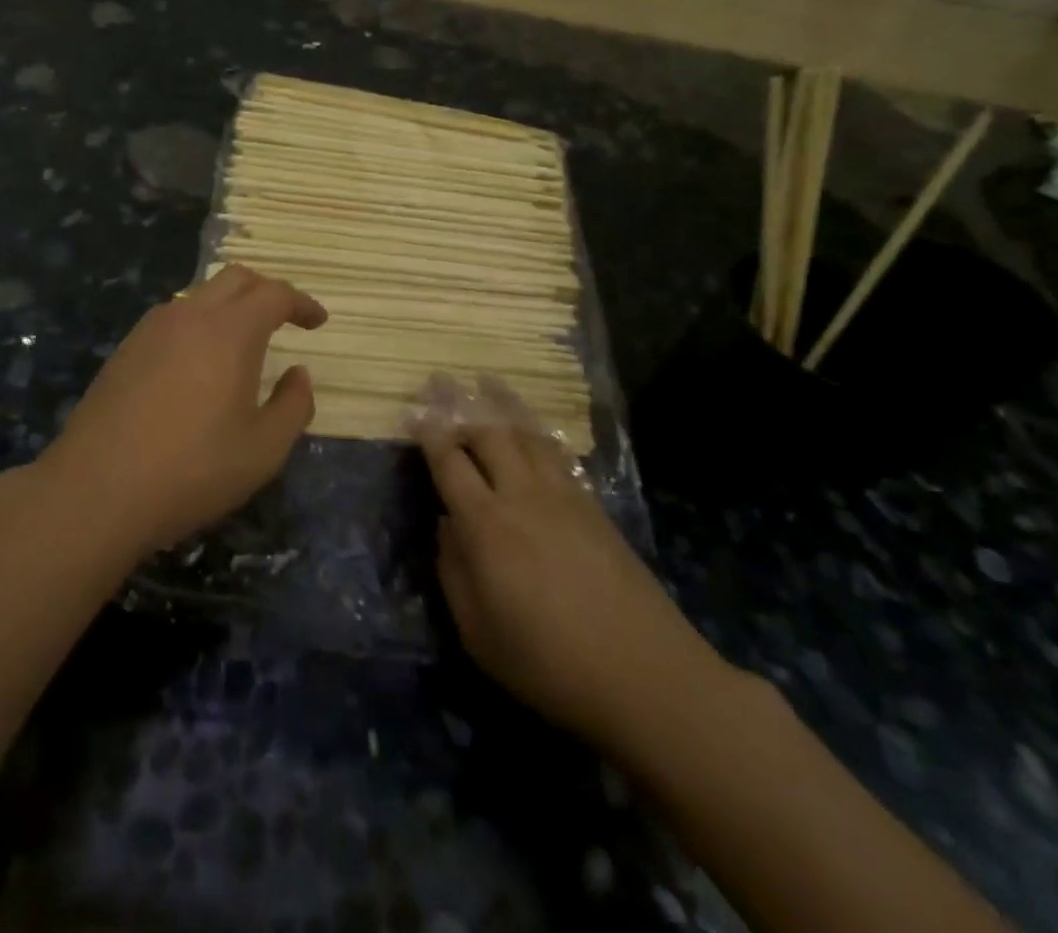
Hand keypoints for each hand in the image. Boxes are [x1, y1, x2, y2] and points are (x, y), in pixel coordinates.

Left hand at [40, 265, 327, 555]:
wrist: (96, 490)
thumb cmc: (191, 471)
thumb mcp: (263, 451)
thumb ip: (293, 407)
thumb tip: (300, 374)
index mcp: (230, 331)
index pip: (275, 294)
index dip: (302, 303)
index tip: (318, 321)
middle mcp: (190, 315)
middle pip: (236, 278)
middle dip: (266, 291)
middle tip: (284, 319)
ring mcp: (151, 329)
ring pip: (200, 295)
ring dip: (229, 306)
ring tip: (243, 342)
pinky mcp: (125, 349)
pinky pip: (173, 318)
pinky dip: (199, 323)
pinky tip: (198, 362)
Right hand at [416, 389, 726, 752]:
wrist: (645, 675)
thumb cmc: (549, 663)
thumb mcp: (478, 633)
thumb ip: (453, 572)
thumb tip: (447, 525)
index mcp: (486, 525)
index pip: (449, 463)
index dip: (428, 434)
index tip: (412, 410)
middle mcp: (522, 497)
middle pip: (488, 434)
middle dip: (460, 404)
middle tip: (441, 381)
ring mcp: (563, 497)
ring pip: (527, 434)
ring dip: (503, 404)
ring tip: (487, 381)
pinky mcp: (593, 507)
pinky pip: (557, 454)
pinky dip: (538, 431)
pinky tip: (533, 428)